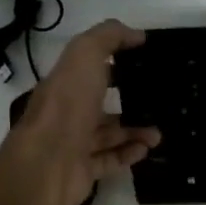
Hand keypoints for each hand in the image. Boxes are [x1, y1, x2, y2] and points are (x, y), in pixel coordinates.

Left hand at [0, 20, 160, 204]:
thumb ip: (109, 37)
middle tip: (158, 102)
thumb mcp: (85, 54)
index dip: (115, 63)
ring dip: (136, 131)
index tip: (145, 62)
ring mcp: (73, 143)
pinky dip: (129, 154)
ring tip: (158, 134)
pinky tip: (145, 150)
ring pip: (110, 134)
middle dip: (131, 102)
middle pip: (101, 104)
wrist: (47, 162)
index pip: (91, 69)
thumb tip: (136, 34)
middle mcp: (67, 112)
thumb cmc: (67, 104)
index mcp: (65, 83)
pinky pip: (110, 160)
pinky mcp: (82, 170)